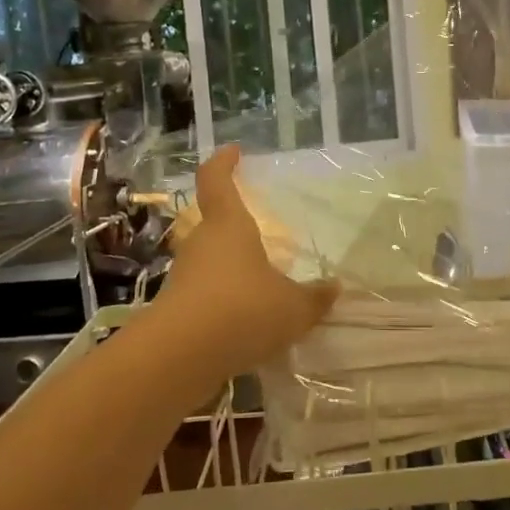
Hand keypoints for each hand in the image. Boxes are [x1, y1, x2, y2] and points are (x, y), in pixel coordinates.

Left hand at [155, 146, 338, 383]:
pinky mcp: (175, 310)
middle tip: (260, 234)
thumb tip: (334, 288)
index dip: (223, 163)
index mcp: (228, 226)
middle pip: (213, 224)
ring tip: (259, 285)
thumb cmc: (242, 311)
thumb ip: (314, 298)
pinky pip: (204, 296)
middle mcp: (201, 244)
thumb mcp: (293, 308)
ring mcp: (183, 277)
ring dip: (229, 268)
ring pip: (209, 262)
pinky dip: (223, 302)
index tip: (233, 151)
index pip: (216, 180)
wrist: (179, 357)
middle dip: (234, 226)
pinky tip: (244, 323)